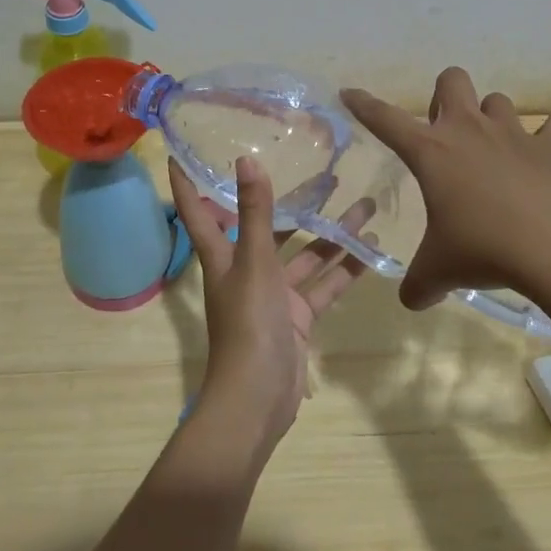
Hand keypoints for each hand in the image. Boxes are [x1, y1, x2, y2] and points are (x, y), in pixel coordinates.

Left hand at [169, 156, 372, 450]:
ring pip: (304, 255)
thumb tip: (246, 159)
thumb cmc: (248, 324)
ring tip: (364, 203)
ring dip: (331, 233)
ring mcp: (274, 295)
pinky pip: (322, 286)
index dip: (188, 183)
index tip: (181, 152)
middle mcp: (246, 271)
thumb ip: (256, 213)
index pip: (199, 211)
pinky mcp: (298, 317)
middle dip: (293, 202)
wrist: (258, 399)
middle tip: (325, 172)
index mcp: (223, 257)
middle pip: (267, 228)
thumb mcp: (254, 263)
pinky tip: (369, 247)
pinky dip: (343, 269)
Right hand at [341, 68, 550, 308]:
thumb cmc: (484, 251)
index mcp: (431, 152)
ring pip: (498, 101)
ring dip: (492, 118)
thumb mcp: (439, 271)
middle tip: (446, 133)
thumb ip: (419, 283)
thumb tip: (412, 300)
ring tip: (495, 149)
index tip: (350, 93)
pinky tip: (548, 150)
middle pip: (451, 80)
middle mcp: (469, 130)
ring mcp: (514, 134)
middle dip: (444, 96)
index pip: (385, 119)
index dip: (364, 105)